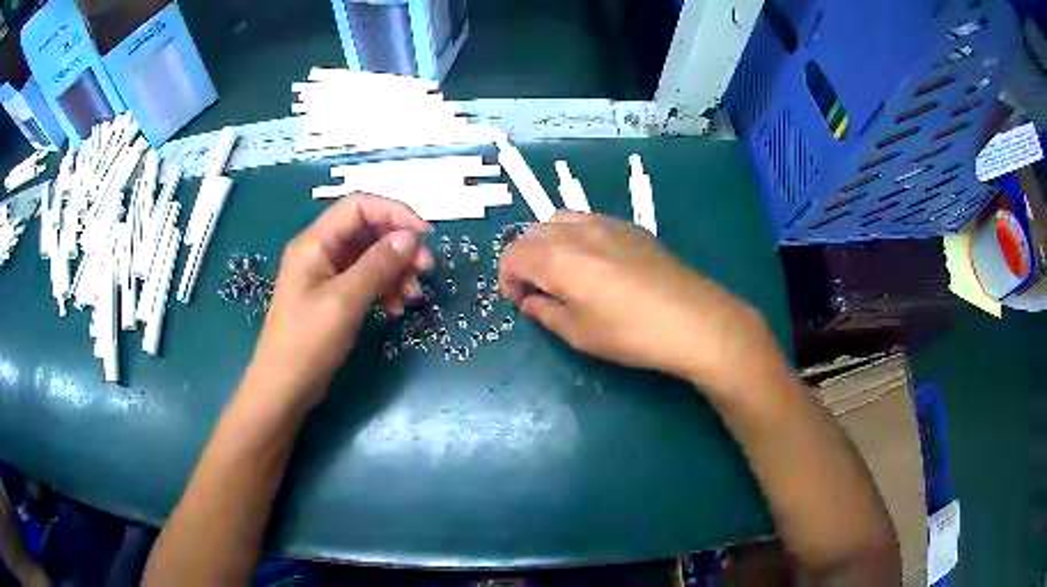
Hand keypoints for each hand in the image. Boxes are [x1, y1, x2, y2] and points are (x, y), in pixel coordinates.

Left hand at [247, 195, 432, 409]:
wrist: (284, 388)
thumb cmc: (307, 343)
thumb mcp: (345, 301)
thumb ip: (377, 265)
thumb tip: (411, 237)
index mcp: (315, 243)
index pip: (358, 206)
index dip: (394, 213)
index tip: (424, 236)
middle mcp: (320, 251)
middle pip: (367, 230)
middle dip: (398, 245)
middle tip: (424, 269)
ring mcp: (326, 274)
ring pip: (369, 256)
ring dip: (395, 269)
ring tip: (413, 295)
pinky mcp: (332, 296)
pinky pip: (364, 279)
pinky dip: (384, 288)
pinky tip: (396, 308)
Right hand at [498, 212, 784, 394]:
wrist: (692, 319)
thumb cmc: (630, 333)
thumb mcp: (579, 334)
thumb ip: (545, 312)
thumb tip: (530, 300)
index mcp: (558, 258)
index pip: (513, 254)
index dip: (507, 278)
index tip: (519, 301)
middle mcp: (576, 231)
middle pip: (533, 232)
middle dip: (524, 259)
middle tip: (537, 290)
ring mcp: (606, 223)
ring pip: (559, 219)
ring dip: (548, 242)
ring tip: (563, 272)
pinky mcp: (630, 227)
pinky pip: (587, 220)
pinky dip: (575, 236)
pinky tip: (594, 262)